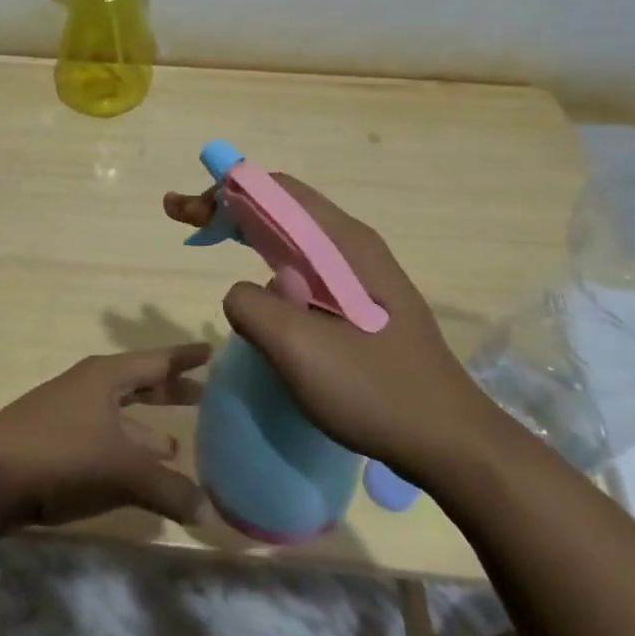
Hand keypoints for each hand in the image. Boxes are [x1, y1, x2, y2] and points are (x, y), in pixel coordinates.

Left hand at [0, 345, 210, 532]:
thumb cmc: (60, 456)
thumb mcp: (122, 470)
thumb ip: (168, 489)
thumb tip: (206, 509)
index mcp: (106, 377)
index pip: (156, 360)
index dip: (185, 357)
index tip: (212, 350)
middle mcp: (88, 387)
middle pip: (138, 383)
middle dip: (169, 391)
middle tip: (205, 396)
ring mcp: (67, 413)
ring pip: (119, 416)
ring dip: (146, 428)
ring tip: (176, 446)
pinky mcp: (54, 442)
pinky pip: (103, 439)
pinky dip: (125, 451)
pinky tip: (136, 476)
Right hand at [164, 176, 500, 485]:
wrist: (450, 443)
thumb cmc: (375, 391)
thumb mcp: (299, 349)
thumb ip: (252, 306)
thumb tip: (240, 293)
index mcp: (342, 244)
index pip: (275, 191)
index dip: (224, 193)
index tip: (185, 213)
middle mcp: (352, 247)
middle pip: (281, 207)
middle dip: (228, 206)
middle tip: (184, 221)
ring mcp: (359, 275)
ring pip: (291, 236)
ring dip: (245, 231)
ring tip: (206, 239)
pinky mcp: (359, 303)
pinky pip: (303, 266)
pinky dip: (266, 261)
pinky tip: (254, 285)